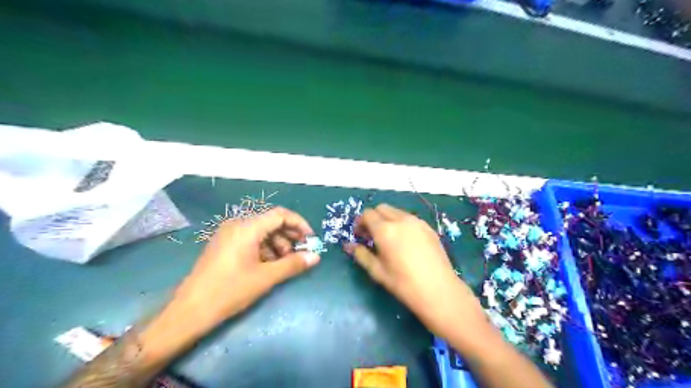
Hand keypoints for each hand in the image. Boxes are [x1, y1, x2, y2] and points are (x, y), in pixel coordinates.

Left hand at [175, 207, 321, 331]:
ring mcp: (229, 234)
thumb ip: (293, 264)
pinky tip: (270, 264)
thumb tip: (316, 257)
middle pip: (271, 222)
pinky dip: (265, 248)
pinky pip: (251, 239)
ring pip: (261, 231)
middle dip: (290, 235)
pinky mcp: (224, 244)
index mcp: (247, 227)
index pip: (280, 215)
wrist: (189, 311)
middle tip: (302, 251)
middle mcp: (237, 224)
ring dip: (278, 243)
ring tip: (286, 262)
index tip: (311, 239)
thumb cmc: (230, 291)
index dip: (299, 224)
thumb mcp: (266, 277)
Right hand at [343, 203, 481, 336]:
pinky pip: (409, 218)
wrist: (438, 290)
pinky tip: (405, 241)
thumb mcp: (377, 271)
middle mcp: (401, 220)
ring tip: (389, 238)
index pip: (367, 214)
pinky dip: (401, 223)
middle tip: (372, 236)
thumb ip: (361, 254)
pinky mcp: (428, 227)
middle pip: (381, 208)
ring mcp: (417, 222)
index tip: (359, 235)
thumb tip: (348, 246)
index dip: (360, 222)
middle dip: (373, 218)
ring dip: (387, 219)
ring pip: (396, 211)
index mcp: (385, 229)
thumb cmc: (403, 283)